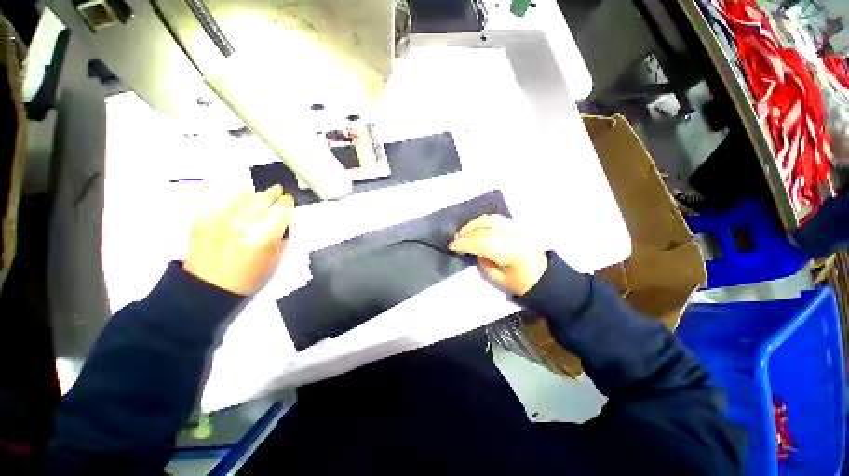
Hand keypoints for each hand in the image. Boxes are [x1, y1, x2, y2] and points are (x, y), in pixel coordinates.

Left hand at [184, 185, 293, 294]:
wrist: (208, 287)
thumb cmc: (249, 277)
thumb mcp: (277, 260)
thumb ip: (283, 238)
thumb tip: (284, 222)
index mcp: (265, 236)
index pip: (283, 208)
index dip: (288, 202)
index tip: (288, 201)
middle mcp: (244, 223)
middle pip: (264, 197)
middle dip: (274, 193)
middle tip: (277, 191)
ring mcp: (222, 218)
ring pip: (244, 195)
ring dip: (255, 194)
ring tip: (259, 195)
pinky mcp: (204, 218)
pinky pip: (223, 200)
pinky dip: (234, 198)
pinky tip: (238, 199)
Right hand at [449, 215, 547, 295]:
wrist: (543, 276)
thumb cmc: (521, 282)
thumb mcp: (498, 279)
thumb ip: (483, 262)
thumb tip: (473, 249)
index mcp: (511, 252)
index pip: (481, 243)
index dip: (464, 244)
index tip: (451, 246)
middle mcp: (514, 236)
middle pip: (483, 230)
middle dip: (466, 234)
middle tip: (455, 240)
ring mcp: (517, 228)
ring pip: (489, 220)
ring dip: (473, 225)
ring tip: (463, 232)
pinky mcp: (517, 226)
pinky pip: (496, 218)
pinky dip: (483, 221)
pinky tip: (476, 227)